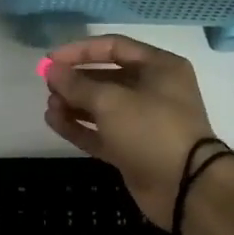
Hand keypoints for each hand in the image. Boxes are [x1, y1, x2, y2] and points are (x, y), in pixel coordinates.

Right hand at [44, 36, 216, 227]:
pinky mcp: (132, 149)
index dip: (80, 51)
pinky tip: (54, 121)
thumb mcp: (111, 101)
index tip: (50, 60)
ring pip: (101, 106)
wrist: (185, 187)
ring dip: (74, 104)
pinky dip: (78, 126)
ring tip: (50, 106)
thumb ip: (77, 84)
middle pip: (106, 77)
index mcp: (159, 67)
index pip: (114, 47)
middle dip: (75, 80)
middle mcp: (153, 90)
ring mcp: (143, 122)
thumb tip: (51, 70)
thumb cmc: (152, 130)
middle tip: (48, 85)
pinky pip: (100, 132)